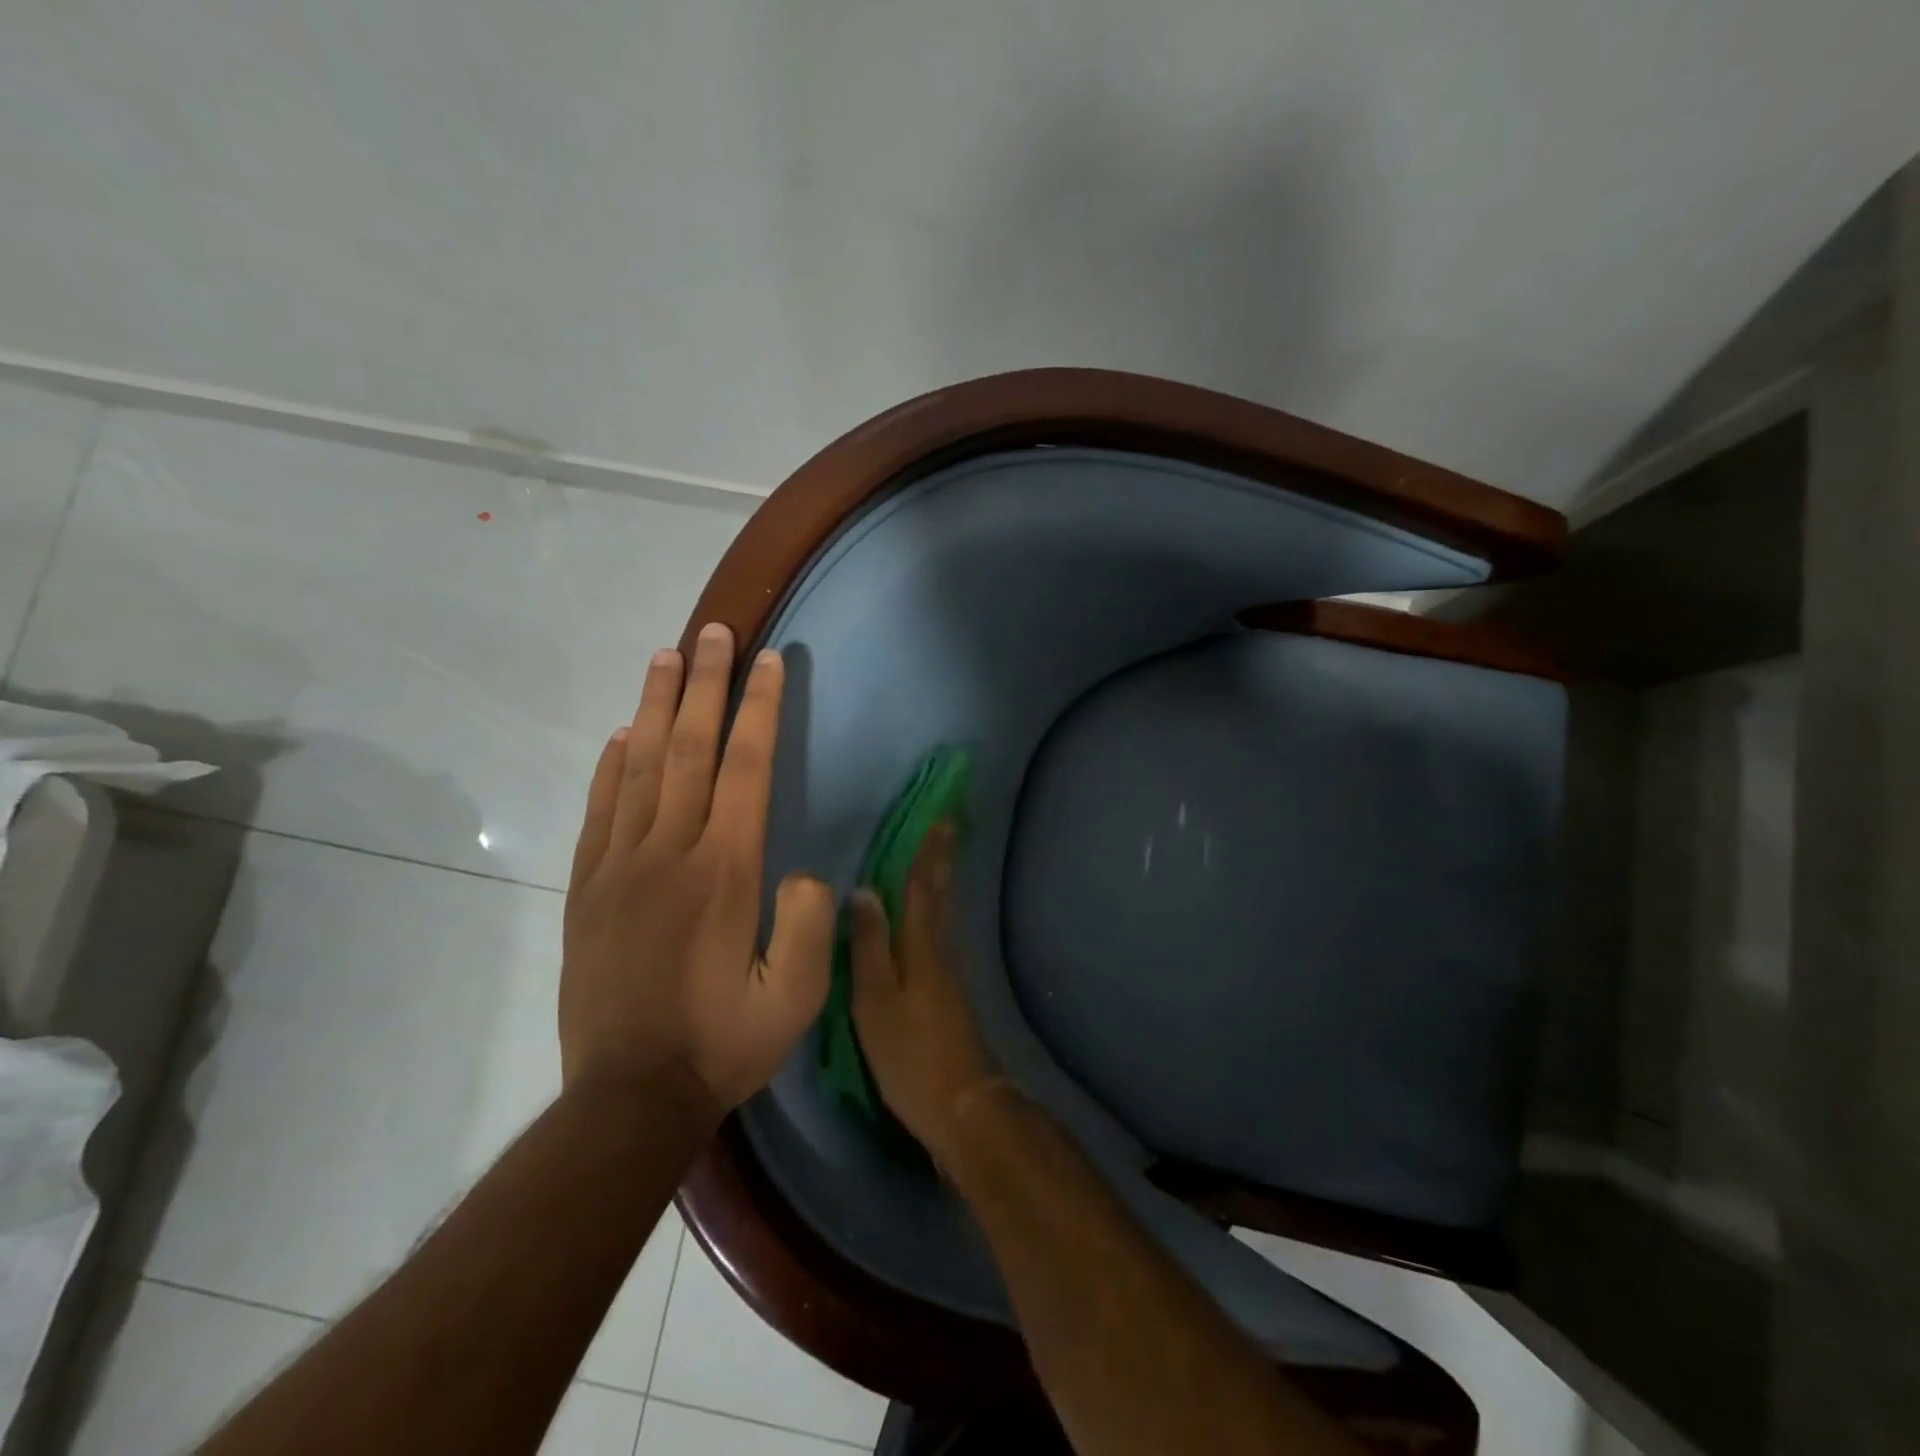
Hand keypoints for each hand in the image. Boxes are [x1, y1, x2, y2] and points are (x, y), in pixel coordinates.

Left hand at [561, 623, 834, 1122]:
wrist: (628, 1098)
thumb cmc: (723, 1043)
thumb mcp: (796, 998)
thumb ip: (810, 925)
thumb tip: (805, 872)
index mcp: (726, 871)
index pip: (746, 768)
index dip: (759, 709)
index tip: (768, 661)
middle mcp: (670, 853)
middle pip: (689, 749)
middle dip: (706, 684)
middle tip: (714, 632)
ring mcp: (620, 867)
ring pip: (639, 767)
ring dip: (655, 707)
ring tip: (667, 657)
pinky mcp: (587, 889)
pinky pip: (600, 810)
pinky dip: (610, 765)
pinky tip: (619, 735)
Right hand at [849, 823, 1000, 1167]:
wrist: (963, 1106)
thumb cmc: (912, 1054)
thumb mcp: (877, 1001)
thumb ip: (870, 947)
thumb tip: (865, 891)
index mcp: (922, 948)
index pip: (923, 888)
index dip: (929, 852)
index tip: (940, 816)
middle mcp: (941, 952)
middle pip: (940, 895)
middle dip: (941, 858)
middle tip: (947, 825)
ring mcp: (949, 974)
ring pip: (942, 914)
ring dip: (939, 881)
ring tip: (934, 858)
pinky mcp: (949, 995)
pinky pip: (939, 936)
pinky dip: (934, 912)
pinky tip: (925, 919)